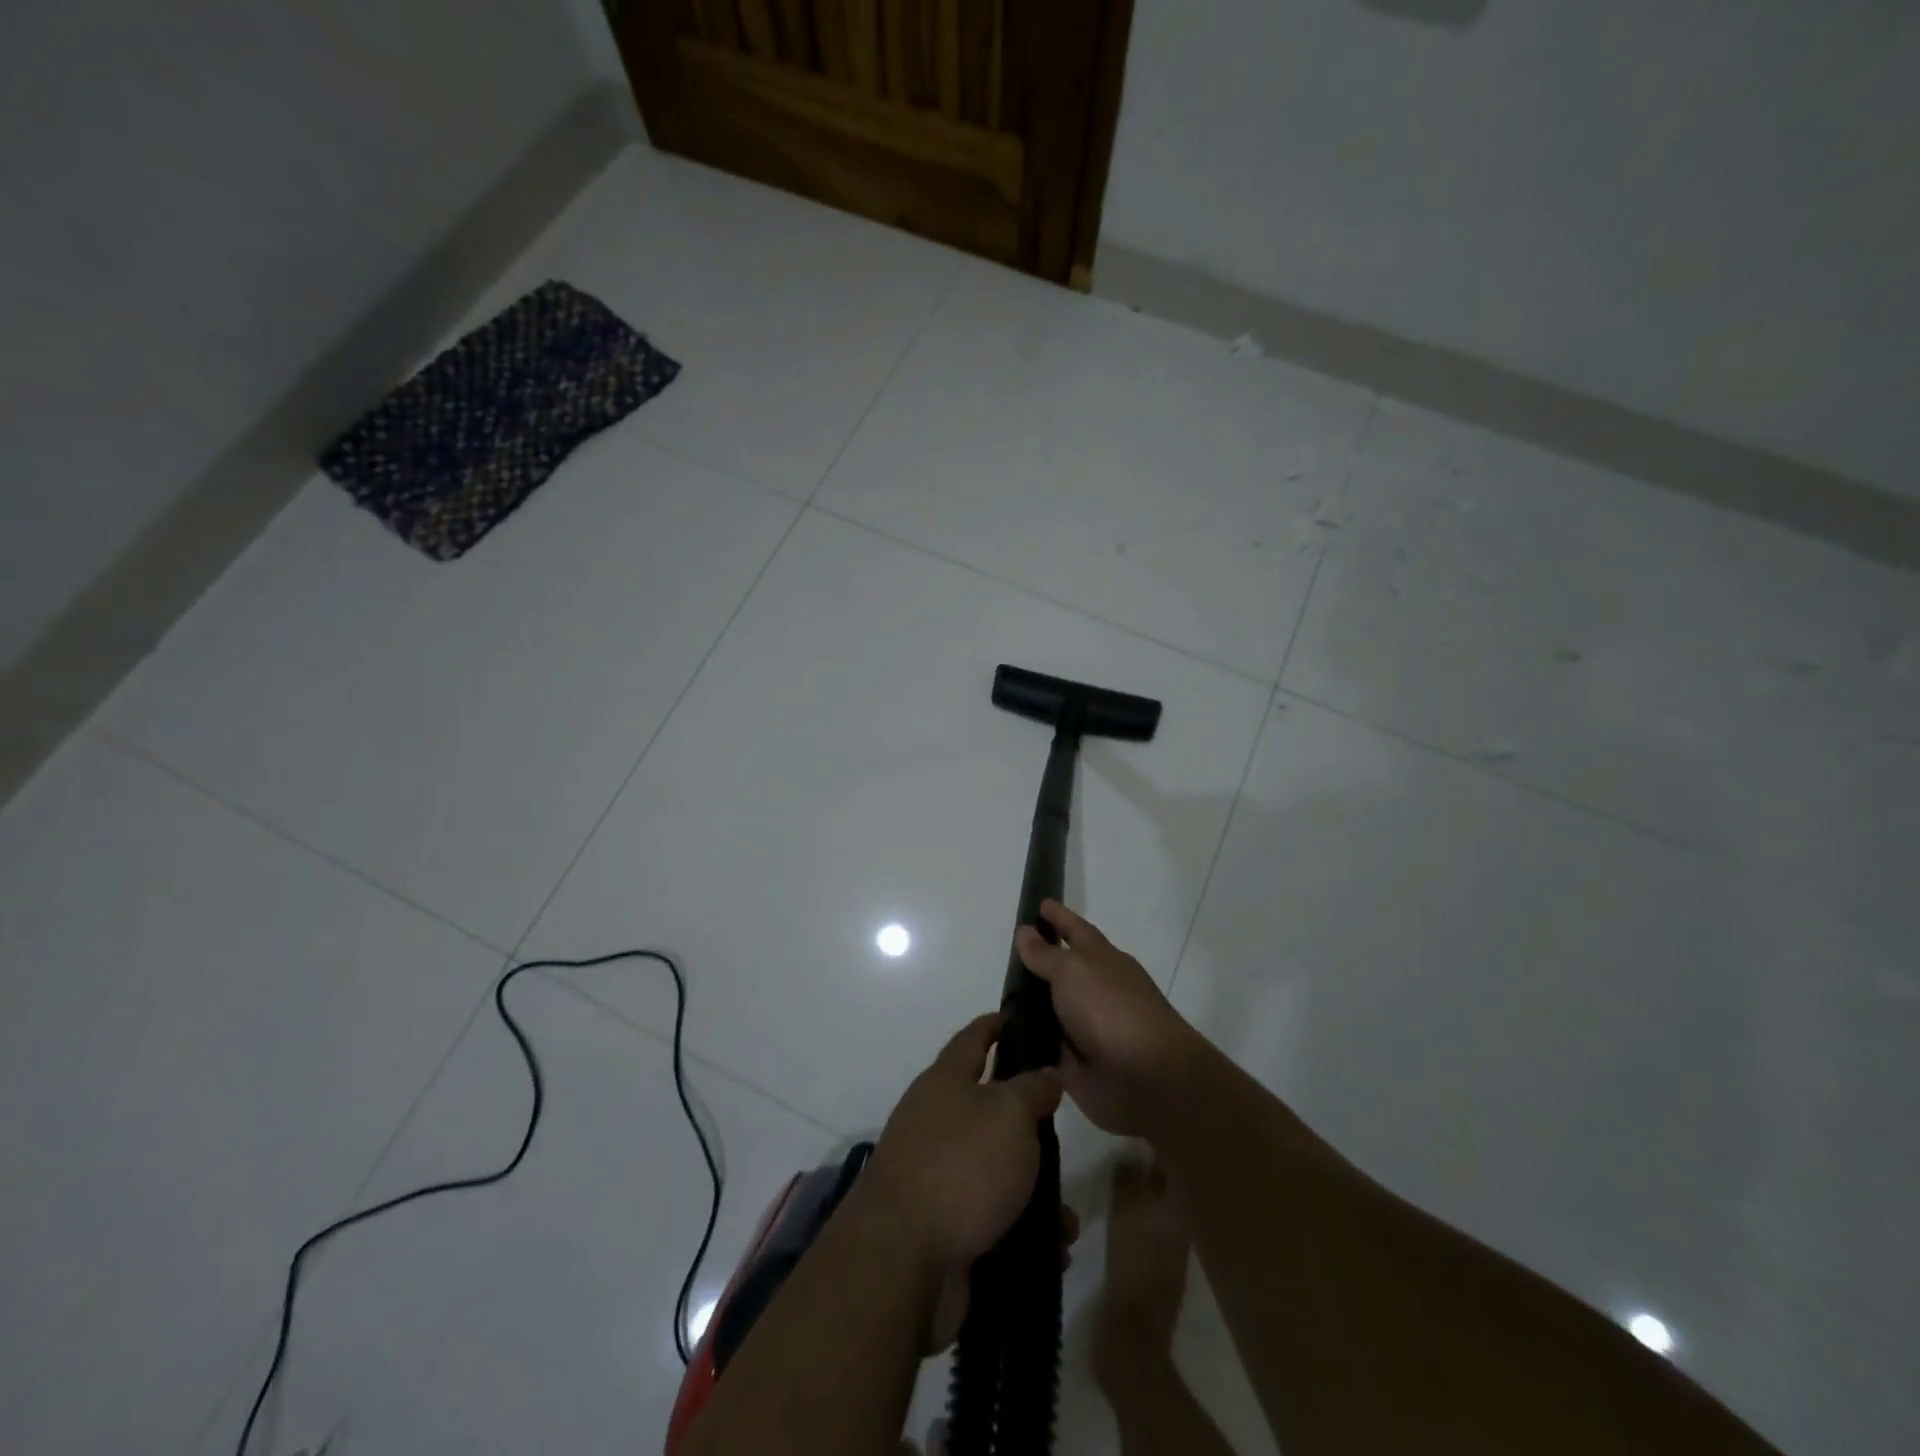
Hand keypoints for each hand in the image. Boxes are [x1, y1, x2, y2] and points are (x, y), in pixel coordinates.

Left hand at [864, 1013, 1063, 1268]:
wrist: (903, 1259)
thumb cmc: (960, 1165)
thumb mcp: (1009, 1114)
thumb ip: (1032, 1089)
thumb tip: (1045, 1073)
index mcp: (946, 1082)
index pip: (972, 1039)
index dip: (994, 1025)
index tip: (1015, 1016)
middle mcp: (937, 1122)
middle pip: (989, 1109)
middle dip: (1029, 1124)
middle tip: (1064, 1133)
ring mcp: (938, 1175)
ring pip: (998, 1171)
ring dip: (1036, 1192)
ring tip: (1067, 1217)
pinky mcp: (945, 1226)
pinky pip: (996, 1219)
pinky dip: (1025, 1232)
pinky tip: (1054, 1251)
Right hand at [1015, 900, 1205, 1138]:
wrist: (1145, 1079)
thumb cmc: (1111, 1009)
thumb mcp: (1074, 970)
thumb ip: (1046, 954)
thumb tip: (1026, 931)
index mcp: (1102, 960)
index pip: (1075, 930)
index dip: (1058, 917)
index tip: (1038, 903)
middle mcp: (1093, 990)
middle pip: (1060, 970)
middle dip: (1037, 963)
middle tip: (1004, 953)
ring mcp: (1084, 1028)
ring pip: (1048, 1009)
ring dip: (1027, 1005)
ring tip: (995, 997)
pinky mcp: (1073, 1064)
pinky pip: (1042, 1047)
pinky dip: (1026, 1043)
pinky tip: (1001, 1038)